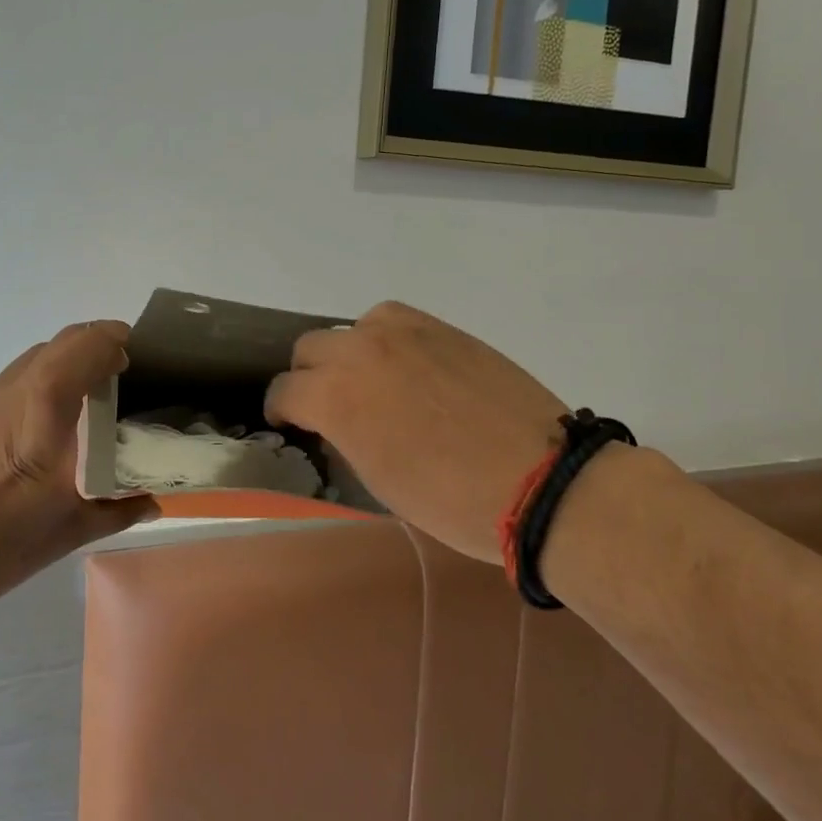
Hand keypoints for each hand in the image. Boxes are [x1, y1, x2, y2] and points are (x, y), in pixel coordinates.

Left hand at [0, 320, 159, 604]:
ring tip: (86, 397)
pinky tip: (47, 420)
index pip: (86, 345)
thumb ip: (118, 509)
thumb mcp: (69, 530)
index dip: (115, 341)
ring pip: (36, 357)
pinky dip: (41, 380)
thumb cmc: (0, 538)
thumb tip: (154, 502)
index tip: (135, 358)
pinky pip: (15, 378)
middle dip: (95, 347)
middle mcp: (16, 387)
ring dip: (66, 362)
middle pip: (62, 341)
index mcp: (45, 406)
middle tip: (118, 374)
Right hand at [264, 302, 568, 564]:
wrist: (541, 480)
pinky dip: (384, 339)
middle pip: (309, 348)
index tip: (290, 424)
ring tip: (370, 382)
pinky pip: (391, 320)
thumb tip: (334, 421)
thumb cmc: (451, 500)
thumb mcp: (377, 480)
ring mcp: (402, 332)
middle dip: (308, 377)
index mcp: (335, 397)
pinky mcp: (439, 327)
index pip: (283, 390)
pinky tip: (404, 365)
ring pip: (349, 328)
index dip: (281, 411)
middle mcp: (359, 352)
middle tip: (329, 406)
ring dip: (347, 354)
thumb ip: (342, 436)